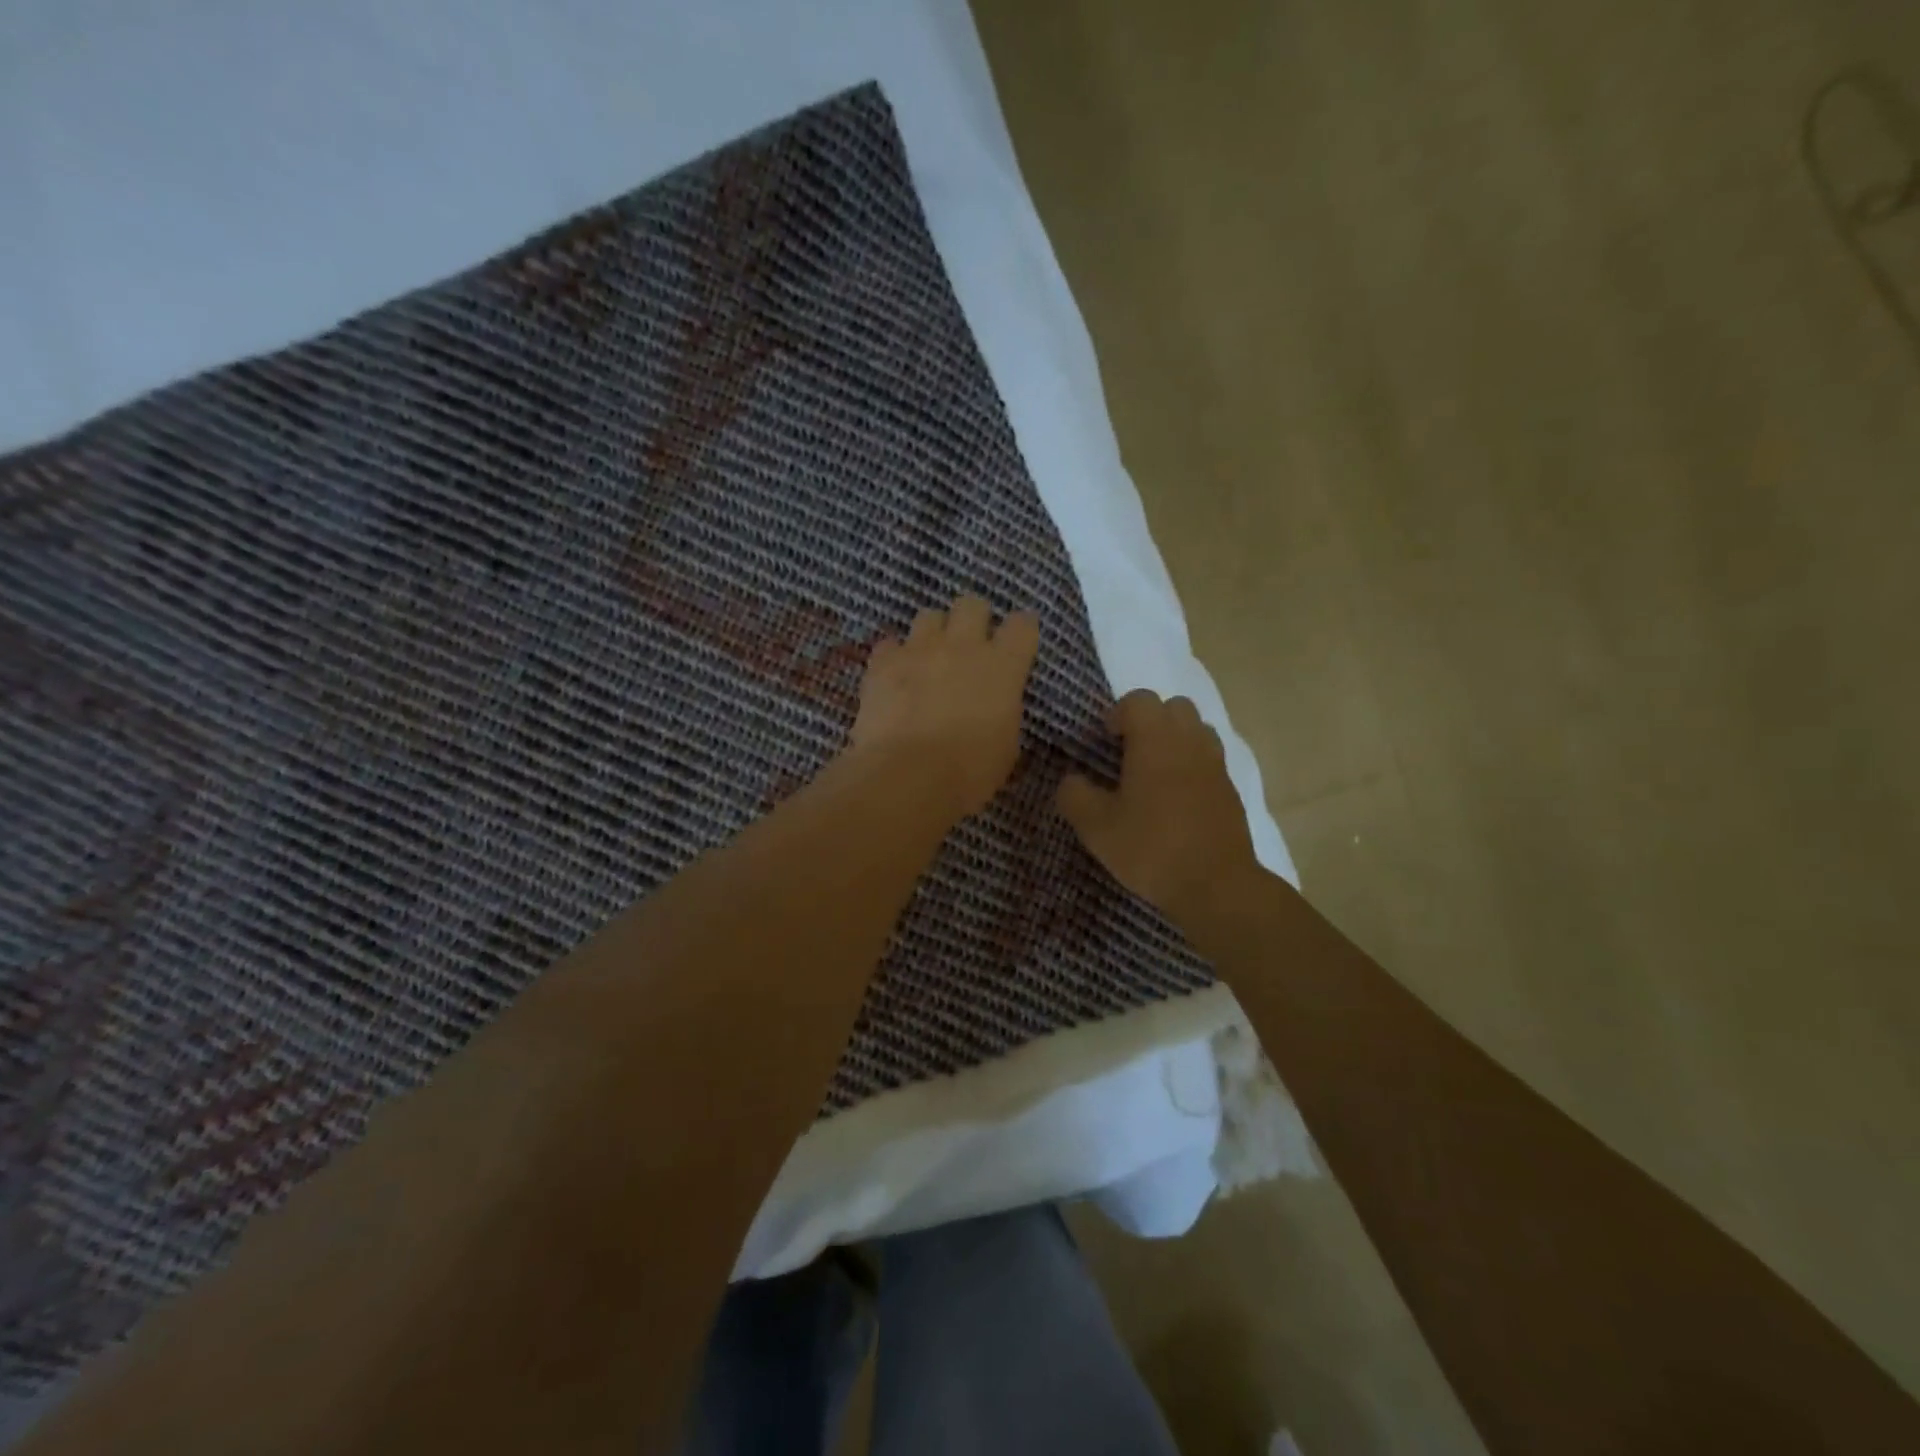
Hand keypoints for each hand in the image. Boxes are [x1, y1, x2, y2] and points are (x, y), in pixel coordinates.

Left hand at [848, 595, 1040, 821]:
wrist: (908, 776)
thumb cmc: (969, 771)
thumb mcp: (1006, 746)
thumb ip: (1003, 712)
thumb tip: (994, 706)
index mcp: (1003, 666)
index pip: (1023, 625)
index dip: (1020, 632)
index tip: (1016, 647)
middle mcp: (963, 645)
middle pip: (972, 604)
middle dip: (973, 619)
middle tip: (968, 647)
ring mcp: (919, 649)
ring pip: (929, 616)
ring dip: (932, 634)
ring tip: (928, 660)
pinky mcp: (883, 662)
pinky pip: (890, 645)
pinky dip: (894, 658)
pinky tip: (894, 679)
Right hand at [1056, 689, 1262, 934]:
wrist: (1216, 885)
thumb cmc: (1151, 848)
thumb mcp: (1096, 827)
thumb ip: (1075, 795)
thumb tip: (1071, 779)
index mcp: (1155, 740)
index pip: (1138, 700)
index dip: (1117, 714)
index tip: (1104, 740)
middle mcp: (1189, 741)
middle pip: (1173, 707)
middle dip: (1149, 721)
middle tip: (1128, 753)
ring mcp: (1215, 764)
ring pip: (1195, 730)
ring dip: (1173, 741)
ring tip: (1153, 774)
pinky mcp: (1230, 789)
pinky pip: (1208, 760)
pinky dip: (1191, 766)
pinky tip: (1175, 800)